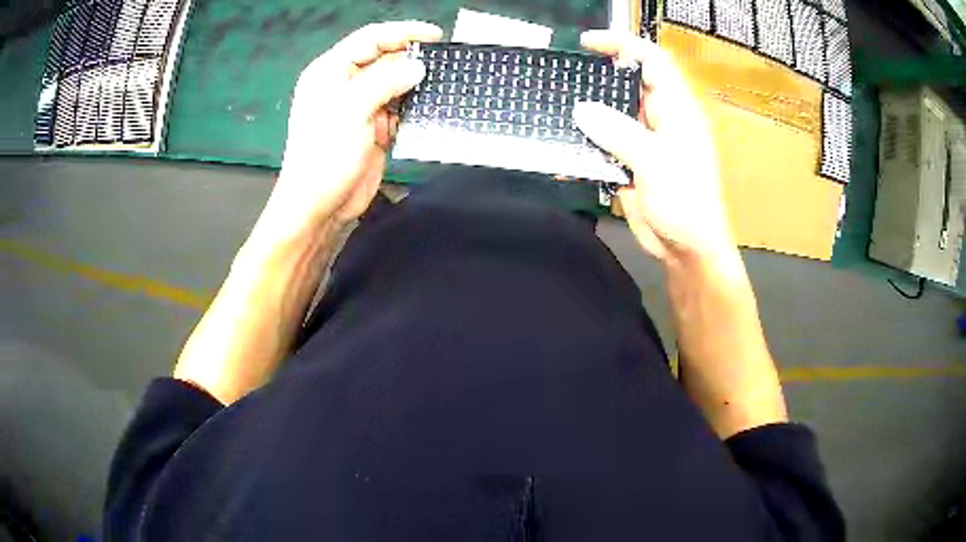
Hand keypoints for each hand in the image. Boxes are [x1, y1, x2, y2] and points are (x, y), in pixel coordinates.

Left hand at [257, 21, 442, 244]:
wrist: (319, 206)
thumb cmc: (324, 156)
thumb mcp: (351, 111)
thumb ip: (384, 82)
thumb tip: (418, 67)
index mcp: (331, 71)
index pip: (370, 39)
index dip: (402, 33)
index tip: (435, 35)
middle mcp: (346, 83)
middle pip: (385, 59)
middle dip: (412, 59)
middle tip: (444, 63)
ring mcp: (361, 106)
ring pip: (395, 83)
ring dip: (416, 84)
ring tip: (443, 83)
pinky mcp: (375, 127)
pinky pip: (399, 108)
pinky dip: (414, 107)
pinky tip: (430, 106)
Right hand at [572, 31, 734, 263]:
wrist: (686, 249)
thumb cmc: (685, 202)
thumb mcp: (654, 162)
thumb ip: (618, 132)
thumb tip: (581, 109)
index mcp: (676, 109)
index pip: (651, 60)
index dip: (622, 44)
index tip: (587, 43)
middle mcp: (659, 118)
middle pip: (627, 84)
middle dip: (597, 78)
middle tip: (564, 79)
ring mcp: (643, 141)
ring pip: (611, 114)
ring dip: (586, 113)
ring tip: (556, 111)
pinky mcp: (630, 163)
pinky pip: (604, 144)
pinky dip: (585, 145)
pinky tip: (565, 150)